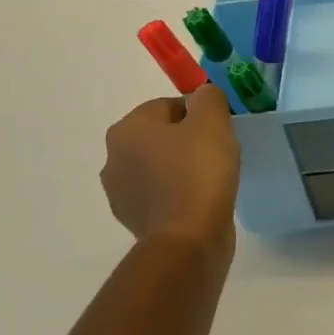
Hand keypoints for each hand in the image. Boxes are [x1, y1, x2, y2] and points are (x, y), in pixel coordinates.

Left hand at [100, 86, 240, 249]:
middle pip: (160, 136)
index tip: (220, 128)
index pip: (167, 105)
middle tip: (219, 151)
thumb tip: (202, 96)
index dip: (198, 112)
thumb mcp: (212, 121)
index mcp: (127, 129)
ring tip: (212, 178)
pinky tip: (201, 200)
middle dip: (187, 139)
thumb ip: (208, 97)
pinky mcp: (133, 219)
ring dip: (181, 167)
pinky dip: (177, 193)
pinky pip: (160, 194)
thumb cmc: (199, 172)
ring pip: (159, 166)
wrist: (188, 238)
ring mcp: (119, 192)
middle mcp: (113, 158)